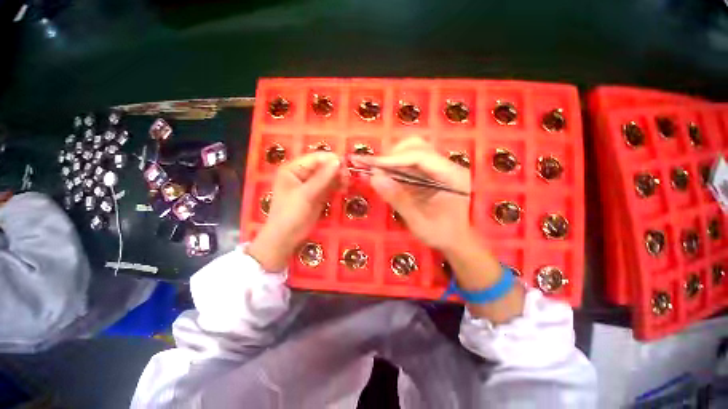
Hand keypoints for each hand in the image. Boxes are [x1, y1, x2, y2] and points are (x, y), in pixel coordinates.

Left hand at [248, 152, 344, 271]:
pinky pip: (329, 186)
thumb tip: (337, 161)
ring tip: (347, 184)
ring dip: (338, 178)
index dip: (331, 160)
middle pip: (323, 166)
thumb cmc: (290, 214)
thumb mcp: (306, 195)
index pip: (315, 158)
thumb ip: (322, 178)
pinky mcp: (317, 194)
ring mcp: (310, 185)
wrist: (286, 238)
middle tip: (348, 177)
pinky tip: (344, 188)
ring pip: (328, 176)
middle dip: (336, 170)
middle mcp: (302, 174)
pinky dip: (337, 186)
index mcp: (293, 169)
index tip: (346, 165)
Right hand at [357, 138, 523, 322]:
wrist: (461, 243)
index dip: (393, 160)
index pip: (420, 158)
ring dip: (394, 159)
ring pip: (415, 152)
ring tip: (377, 171)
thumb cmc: (444, 237)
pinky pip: (414, 162)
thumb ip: (398, 198)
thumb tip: (374, 177)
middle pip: (418, 148)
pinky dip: (398, 165)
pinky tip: (388, 175)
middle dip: (393, 155)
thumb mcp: (419, 221)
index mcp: (452, 177)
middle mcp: (450, 167)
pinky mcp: (435, 174)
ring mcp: (443, 169)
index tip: (370, 165)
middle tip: (373, 168)